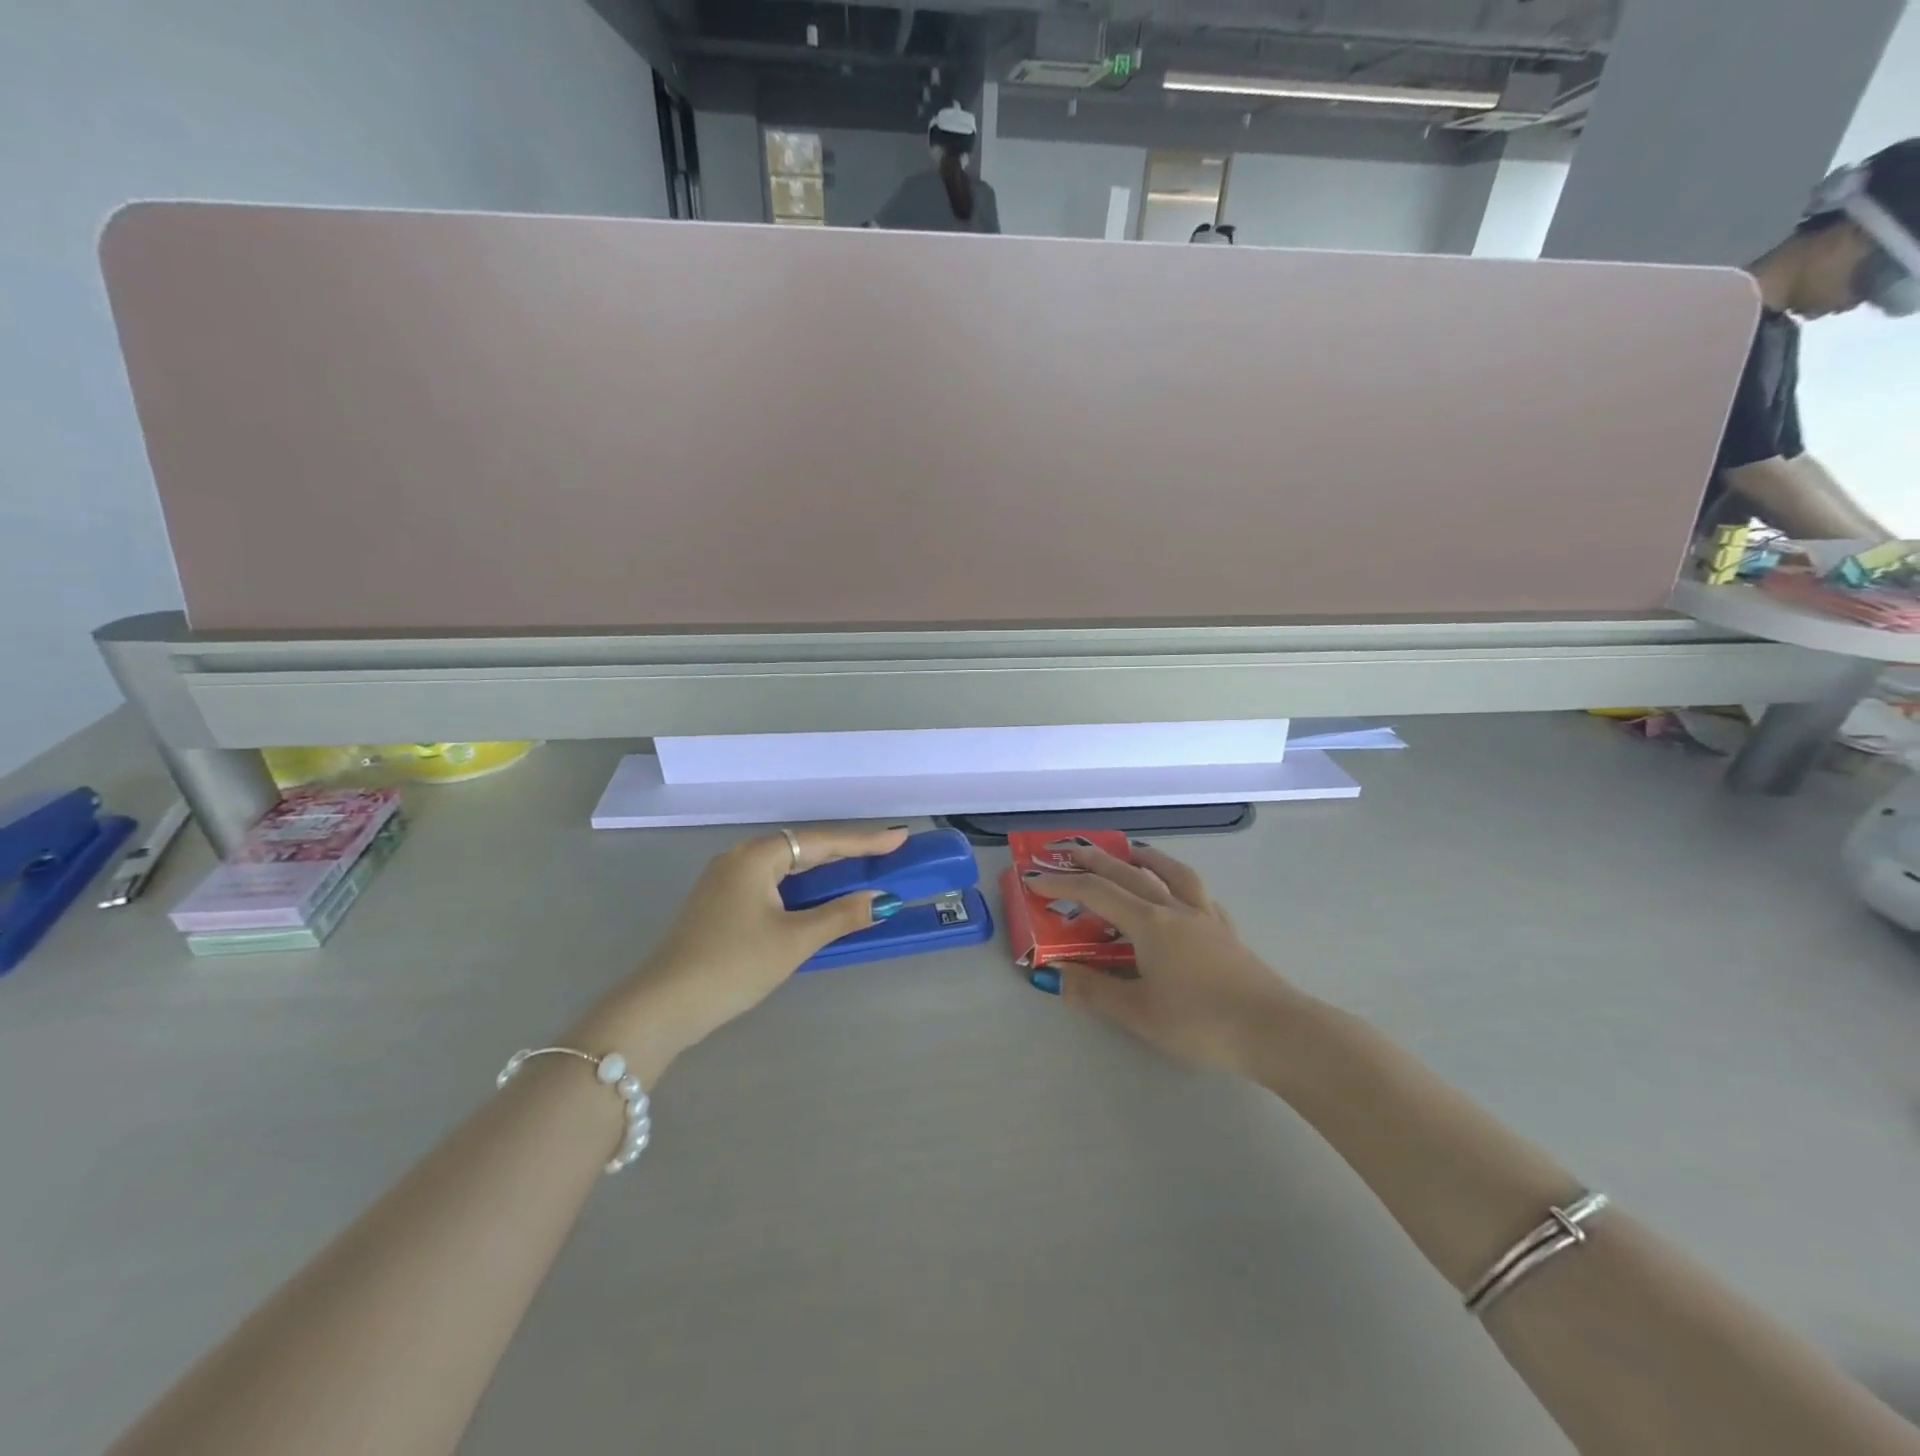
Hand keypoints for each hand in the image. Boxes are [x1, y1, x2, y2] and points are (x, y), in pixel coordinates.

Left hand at [577, 826, 907, 1080]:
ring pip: (787, 868)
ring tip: (863, 872)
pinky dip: (802, 889)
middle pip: (803, 849)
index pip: (822, 842)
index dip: (864, 841)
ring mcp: (725, 882)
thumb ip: (841, 916)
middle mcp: (739, 858)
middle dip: (846, 852)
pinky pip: (772, 884)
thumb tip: (884, 900)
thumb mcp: (794, 941)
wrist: (663, 1006)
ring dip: (824, 872)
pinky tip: (819, 899)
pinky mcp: (719, 905)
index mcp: (756, 856)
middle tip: (887, 853)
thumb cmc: (733, 965)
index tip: (900, 837)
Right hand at [1029, 844, 1306, 1076]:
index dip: (1063, 884)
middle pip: (1130, 874)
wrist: (1275, 1030)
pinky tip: (1179, 892)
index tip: (1035, 877)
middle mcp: (1175, 910)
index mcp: (1150, 924)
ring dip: (1146, 857)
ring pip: (1171, 873)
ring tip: (1131, 850)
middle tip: (1072, 850)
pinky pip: (1197, 894)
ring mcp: (1206, 918)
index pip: (1097, 894)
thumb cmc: (1201, 1022)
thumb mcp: (1138, 1013)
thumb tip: (1053, 975)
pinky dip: (1179, 882)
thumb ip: (1094, 991)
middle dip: (1097, 860)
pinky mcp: (1227, 932)